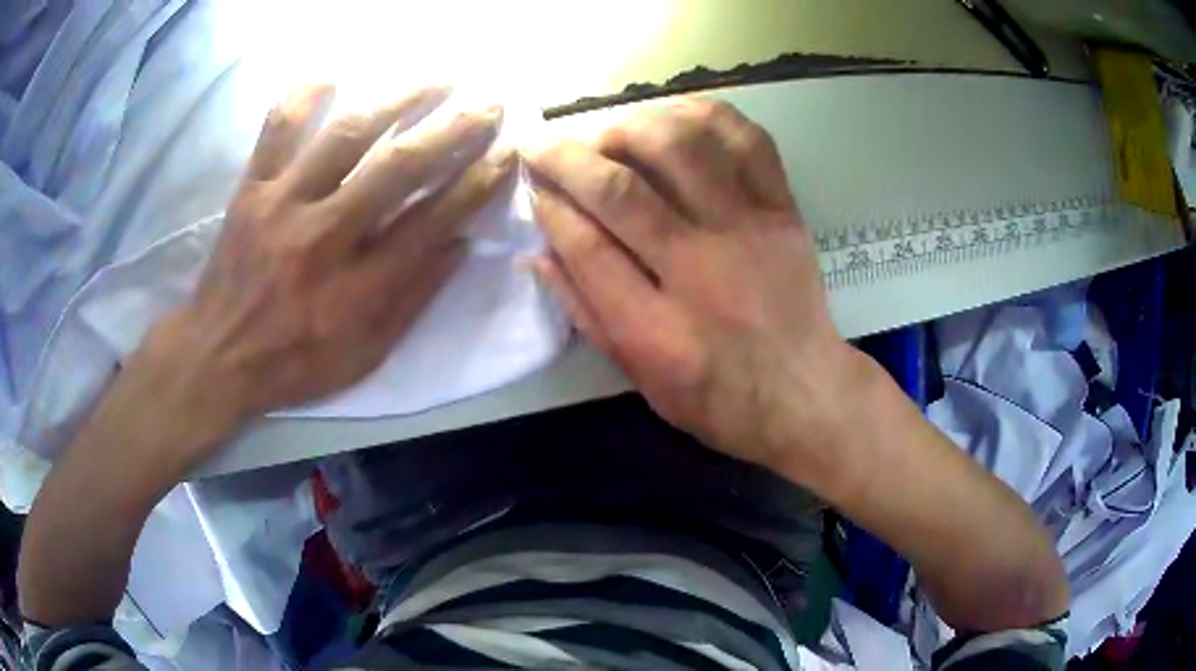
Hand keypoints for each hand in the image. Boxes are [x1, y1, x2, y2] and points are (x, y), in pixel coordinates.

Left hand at [144, 85, 514, 444]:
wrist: (215, 357)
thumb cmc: (293, 363)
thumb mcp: (364, 355)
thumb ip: (412, 300)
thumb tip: (460, 243)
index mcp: (355, 288)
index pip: (430, 222)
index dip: (476, 184)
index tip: (507, 154)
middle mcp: (322, 237)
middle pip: (397, 169)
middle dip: (452, 131)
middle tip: (488, 105)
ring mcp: (281, 205)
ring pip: (345, 135)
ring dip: (398, 99)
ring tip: (436, 79)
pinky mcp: (251, 190)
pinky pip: (277, 129)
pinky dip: (304, 97)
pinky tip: (332, 77)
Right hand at [528, 99, 858, 470]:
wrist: (806, 393)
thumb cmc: (717, 398)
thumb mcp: (640, 377)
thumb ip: (587, 313)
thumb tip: (538, 252)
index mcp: (657, 330)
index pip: (586, 246)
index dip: (550, 206)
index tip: (532, 185)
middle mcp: (702, 269)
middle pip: (623, 190)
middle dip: (569, 157)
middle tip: (547, 145)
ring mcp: (749, 231)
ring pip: (682, 148)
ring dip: (631, 127)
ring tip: (608, 132)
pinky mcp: (783, 211)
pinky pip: (747, 141)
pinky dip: (706, 114)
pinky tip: (674, 116)